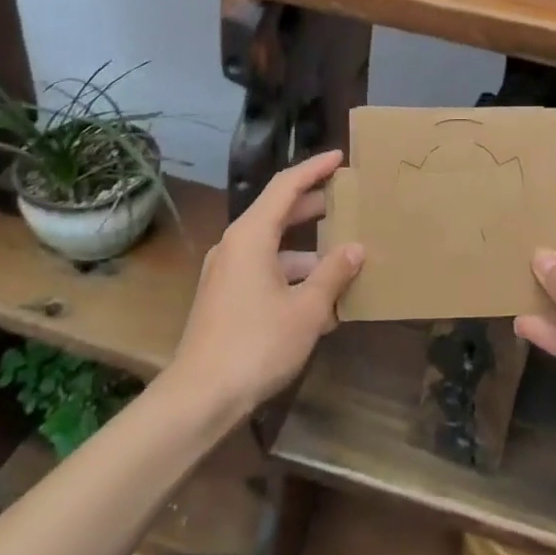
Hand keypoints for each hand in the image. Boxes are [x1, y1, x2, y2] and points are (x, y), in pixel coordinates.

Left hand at [170, 149, 363, 415]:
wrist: (200, 396)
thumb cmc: (257, 344)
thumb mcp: (306, 309)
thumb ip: (333, 274)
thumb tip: (356, 248)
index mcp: (250, 236)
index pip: (285, 186)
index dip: (313, 169)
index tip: (339, 158)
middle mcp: (234, 246)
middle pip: (278, 214)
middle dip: (314, 208)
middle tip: (347, 202)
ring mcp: (226, 273)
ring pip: (274, 248)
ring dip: (308, 253)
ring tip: (345, 264)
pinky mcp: (225, 298)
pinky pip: (264, 273)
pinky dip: (292, 278)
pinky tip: (321, 304)